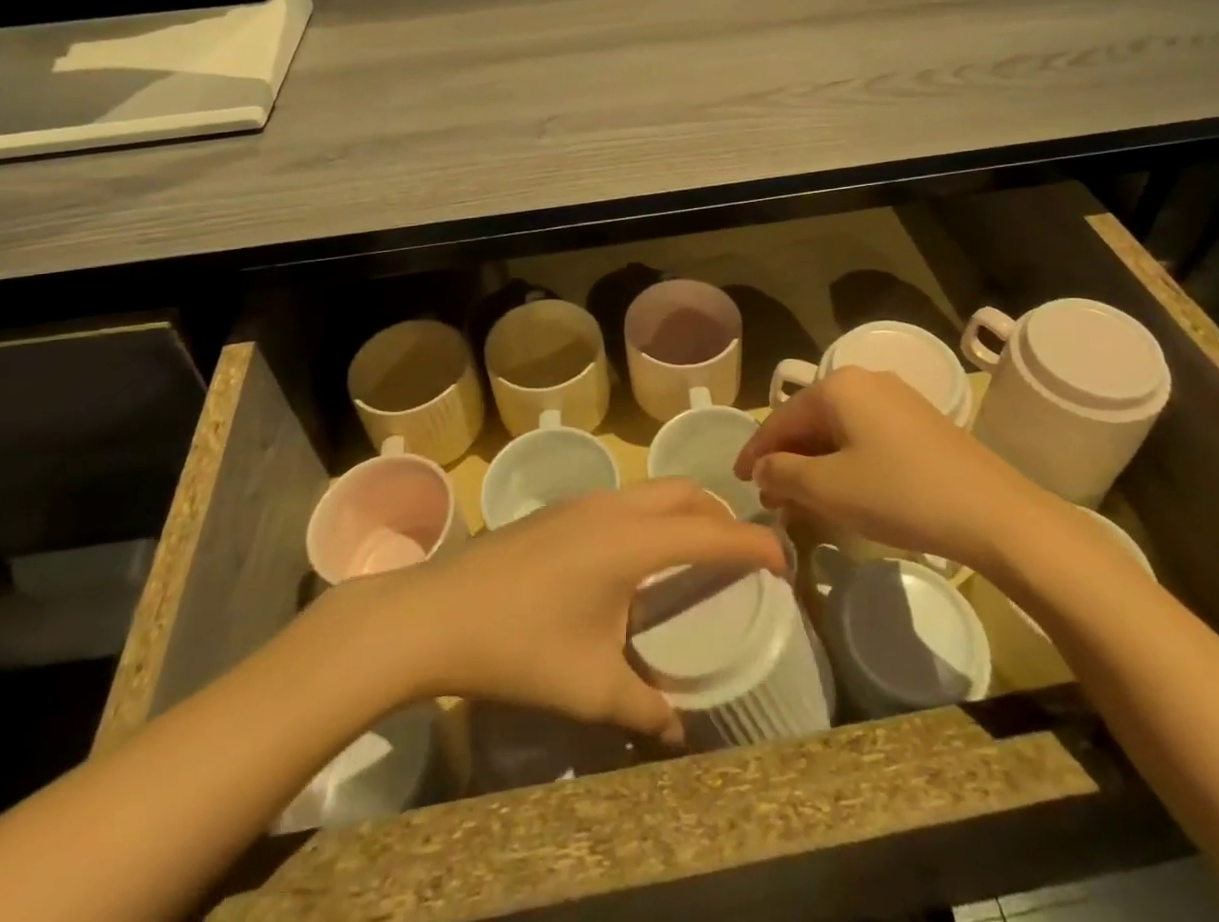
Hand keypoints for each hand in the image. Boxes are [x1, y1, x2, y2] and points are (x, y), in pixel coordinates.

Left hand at [318, 480, 784, 745]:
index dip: (755, 544)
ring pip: (653, 490)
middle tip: (737, 559)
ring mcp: (582, 503)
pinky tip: (636, 562)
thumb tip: (677, 728)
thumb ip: (643, 706)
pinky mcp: (559, 511)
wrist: (434, 614)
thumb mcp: (589, 686)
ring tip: (692, 558)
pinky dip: (651, 517)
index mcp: (633, 541)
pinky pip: (625, 500)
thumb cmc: (519, 646)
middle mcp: (614, 507)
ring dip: (683, 513)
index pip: (712, 532)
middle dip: (720, 517)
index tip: (784, 562)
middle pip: (686, 493)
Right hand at [734, 367, 1053, 569]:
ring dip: (815, 462)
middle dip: (786, 459)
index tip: (738, 481)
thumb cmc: (900, 494)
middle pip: (809, 419)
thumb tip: (762, 469)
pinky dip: (845, 459)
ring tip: (801, 500)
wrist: (994, 514)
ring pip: (838, 428)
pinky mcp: (920, 420)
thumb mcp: (829, 489)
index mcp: (838, 386)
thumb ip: (783, 474)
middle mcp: (865, 380)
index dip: (755, 452)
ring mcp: (897, 398)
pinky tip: (844, 488)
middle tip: (770, 497)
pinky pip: (865, 434)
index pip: (780, 418)